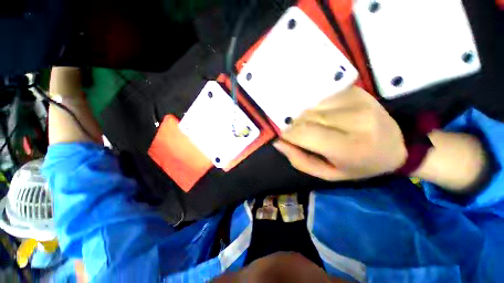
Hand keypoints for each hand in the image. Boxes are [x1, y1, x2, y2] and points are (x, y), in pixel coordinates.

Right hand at [274, 86, 406, 180]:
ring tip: (310, 124)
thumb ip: (300, 160)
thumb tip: (279, 142)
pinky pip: (321, 96)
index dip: (287, 134)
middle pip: (305, 116)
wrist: (396, 145)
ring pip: (311, 105)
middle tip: (295, 133)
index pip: (304, 133)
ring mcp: (357, 100)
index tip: (282, 136)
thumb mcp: (328, 174)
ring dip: (303, 115)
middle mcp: (355, 120)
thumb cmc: (360, 165)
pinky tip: (319, 114)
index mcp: (349, 147)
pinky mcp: (354, 90)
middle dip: (293, 125)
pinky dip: (313, 106)